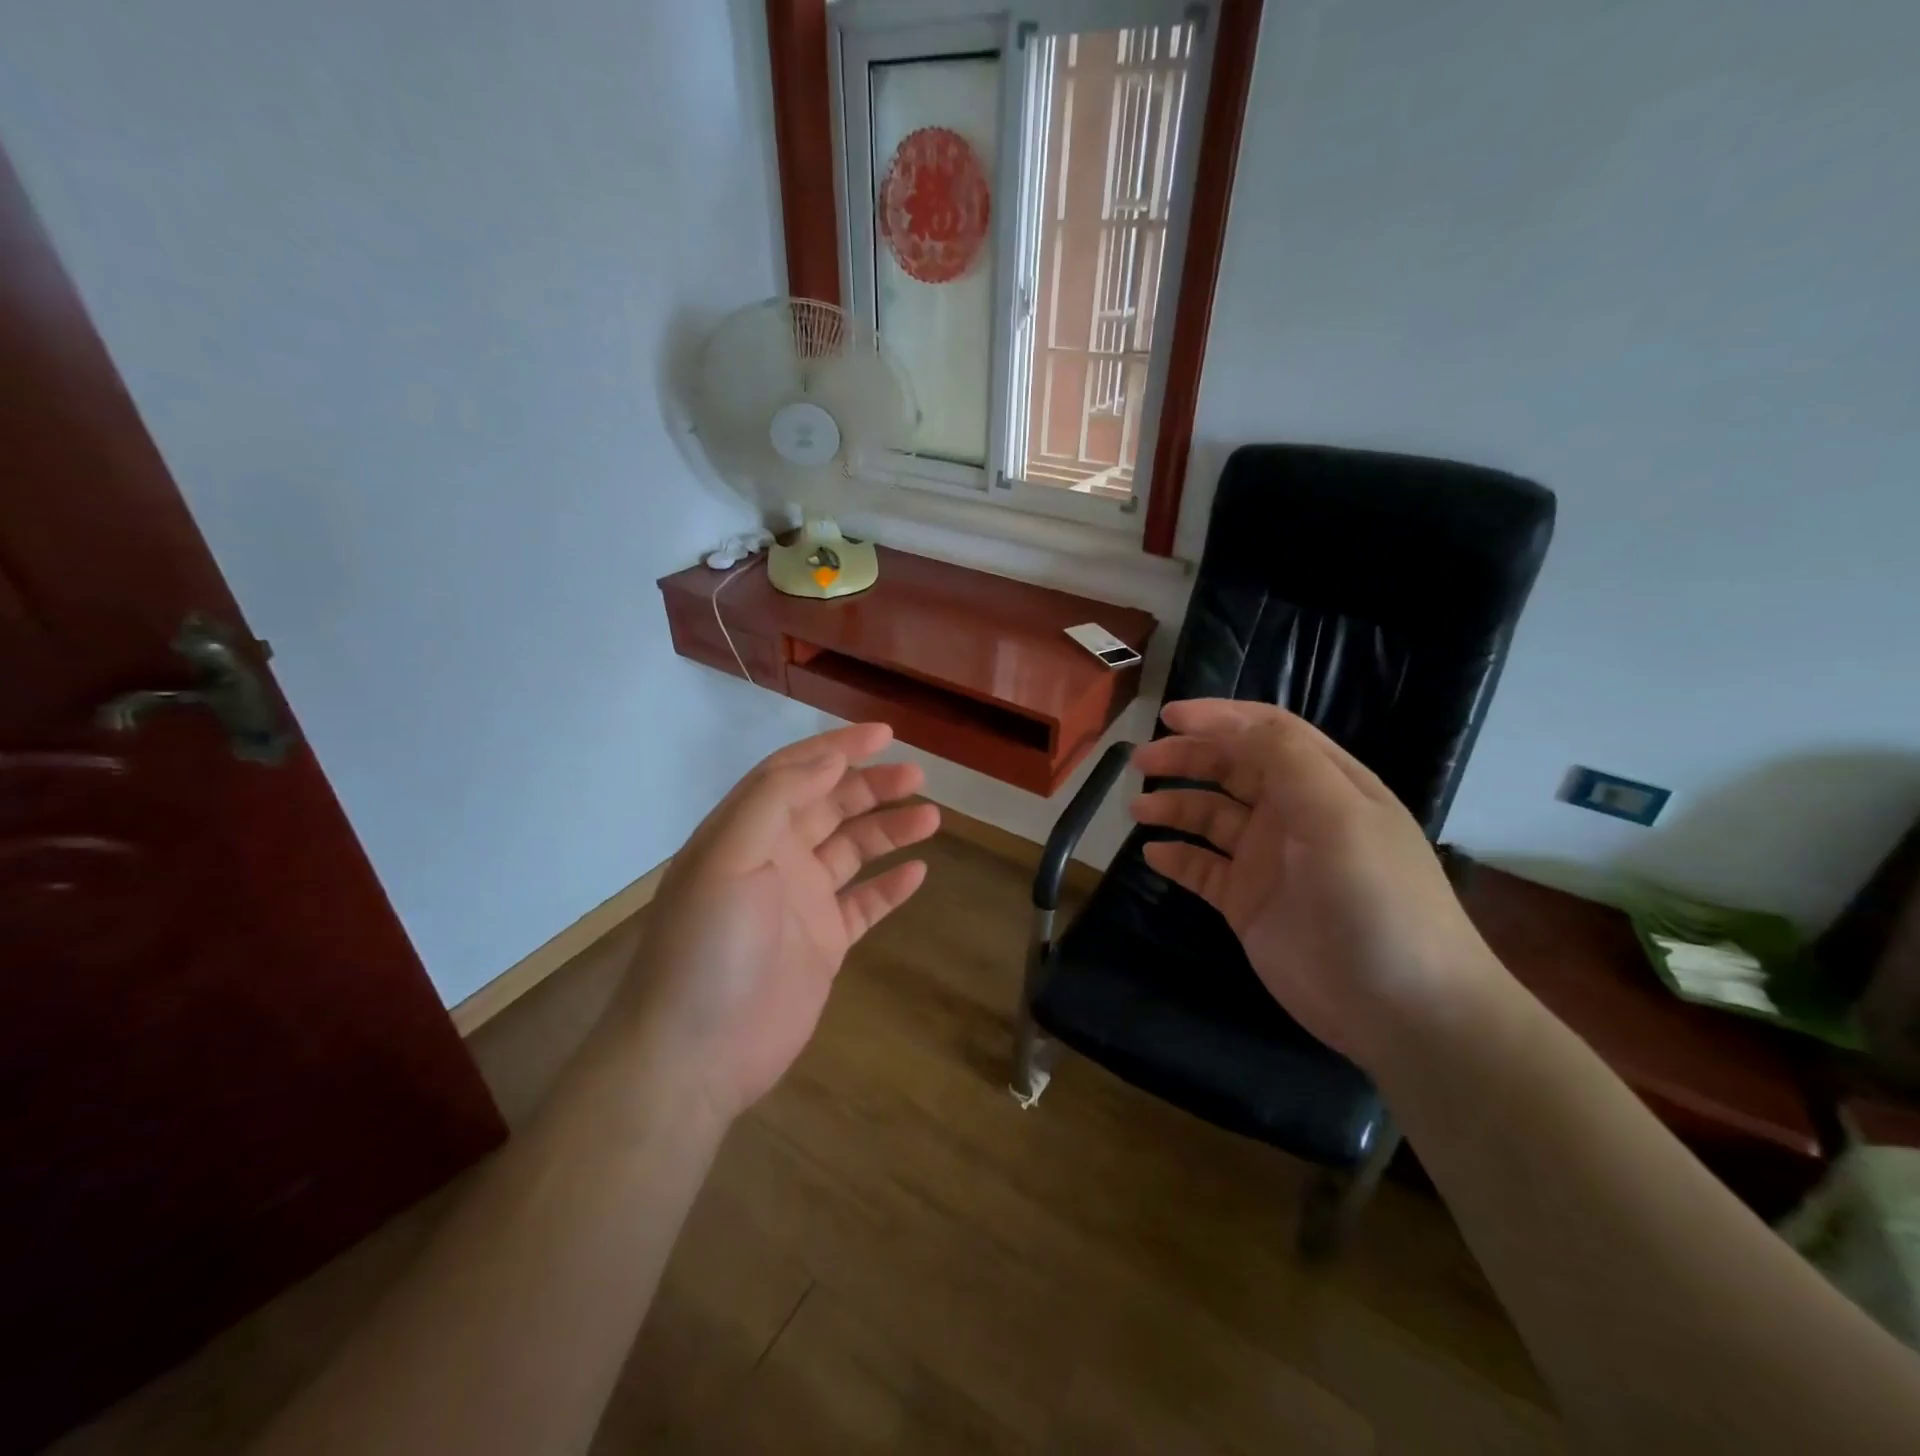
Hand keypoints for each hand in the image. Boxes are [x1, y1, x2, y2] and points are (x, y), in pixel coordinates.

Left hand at [617, 723, 938, 1120]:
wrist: (695, 1055)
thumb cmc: (707, 948)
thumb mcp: (728, 858)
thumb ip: (775, 800)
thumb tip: (828, 759)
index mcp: (746, 831)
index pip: (795, 772)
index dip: (838, 748)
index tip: (885, 734)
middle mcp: (774, 858)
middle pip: (831, 806)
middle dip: (872, 787)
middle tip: (918, 778)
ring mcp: (800, 902)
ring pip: (853, 850)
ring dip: (889, 830)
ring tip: (931, 818)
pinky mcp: (823, 943)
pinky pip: (864, 904)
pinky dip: (890, 886)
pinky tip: (918, 873)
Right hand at [1129, 700, 1501, 1066]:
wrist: (1401, 1009)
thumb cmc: (1376, 899)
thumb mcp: (1339, 815)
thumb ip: (1286, 760)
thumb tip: (1229, 726)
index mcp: (1325, 785)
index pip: (1267, 733)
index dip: (1219, 718)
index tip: (1168, 716)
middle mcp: (1294, 815)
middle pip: (1232, 769)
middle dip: (1187, 758)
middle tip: (1141, 762)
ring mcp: (1269, 861)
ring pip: (1211, 817)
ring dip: (1175, 805)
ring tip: (1138, 809)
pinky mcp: (1248, 903)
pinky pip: (1203, 868)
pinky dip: (1177, 856)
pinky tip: (1153, 853)